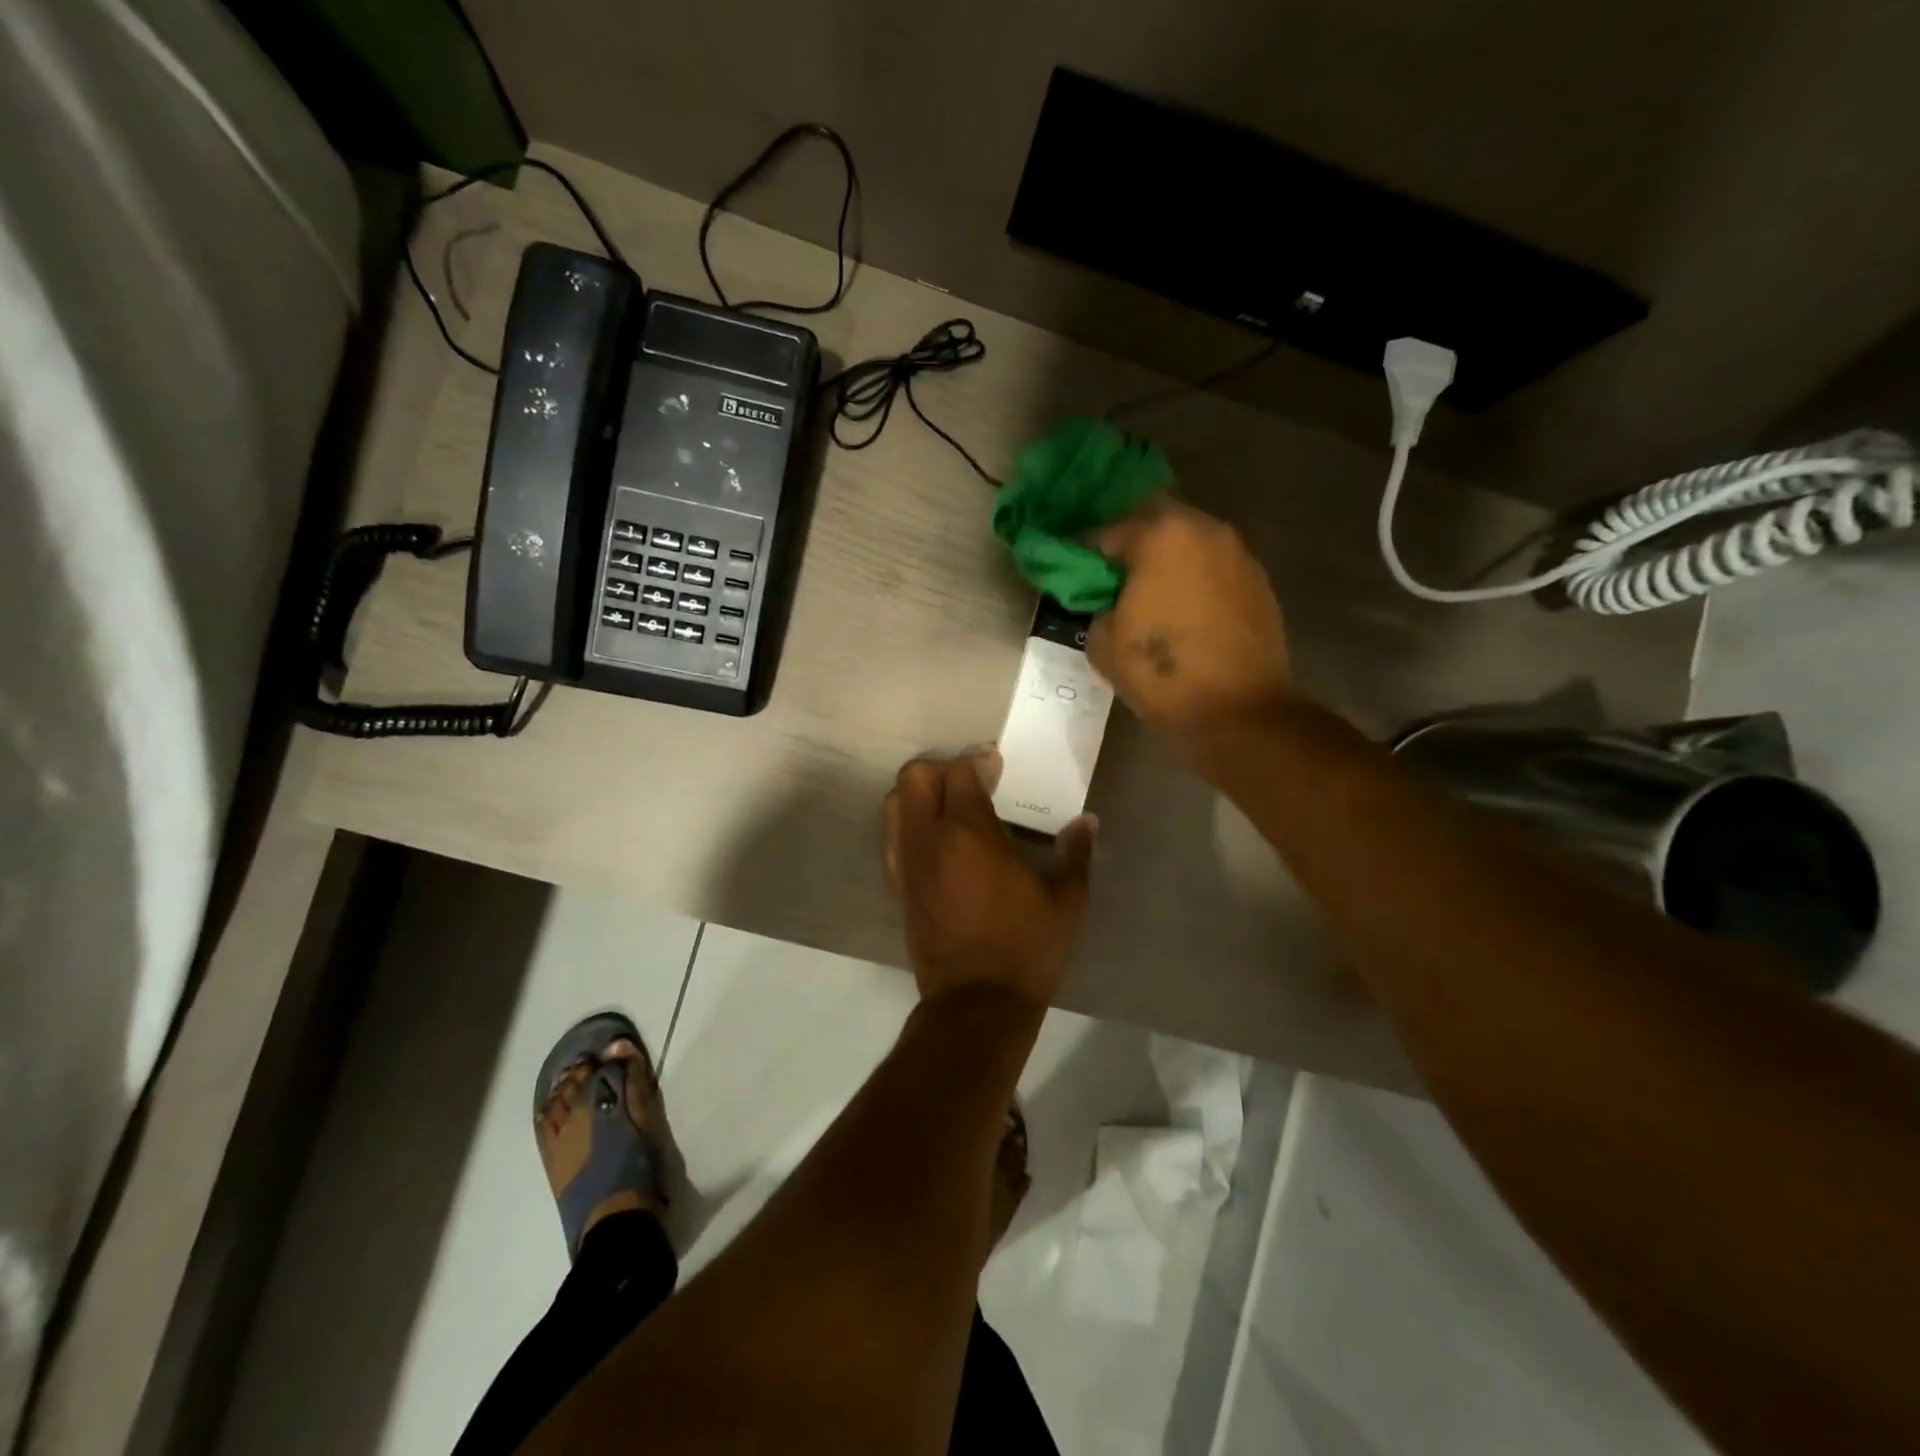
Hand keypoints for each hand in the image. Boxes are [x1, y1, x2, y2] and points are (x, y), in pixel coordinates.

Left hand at [883, 752, 1095, 1006]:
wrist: (978, 1002)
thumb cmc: (1026, 946)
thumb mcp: (1066, 900)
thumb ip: (1076, 853)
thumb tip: (1087, 822)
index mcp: (968, 832)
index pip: (958, 771)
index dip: (978, 761)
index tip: (998, 769)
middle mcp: (928, 839)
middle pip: (913, 777)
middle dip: (940, 770)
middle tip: (970, 785)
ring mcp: (907, 863)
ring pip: (893, 804)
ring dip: (918, 795)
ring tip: (950, 810)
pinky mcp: (899, 887)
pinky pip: (892, 838)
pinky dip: (908, 825)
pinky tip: (938, 843)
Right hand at [1087, 499, 1291, 735]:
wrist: (1237, 709)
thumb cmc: (1162, 672)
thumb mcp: (1104, 643)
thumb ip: (1098, 608)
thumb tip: (1110, 604)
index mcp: (1161, 537)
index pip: (1109, 531)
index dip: (1086, 550)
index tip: (1074, 568)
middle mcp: (1204, 531)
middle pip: (1157, 523)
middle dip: (1133, 544)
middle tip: (1114, 574)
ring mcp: (1238, 555)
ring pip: (1191, 543)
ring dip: (1168, 560)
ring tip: (1151, 591)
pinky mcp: (1259, 583)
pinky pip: (1214, 569)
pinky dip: (1195, 579)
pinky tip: (1184, 609)